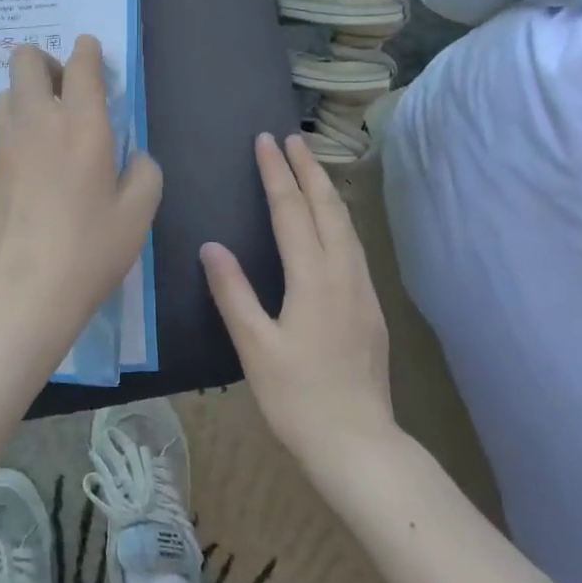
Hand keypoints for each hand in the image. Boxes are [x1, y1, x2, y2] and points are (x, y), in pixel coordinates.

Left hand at [0, 36, 162, 374]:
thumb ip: (144, 174)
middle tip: (66, 92)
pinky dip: (15, 127)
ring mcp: (3, 143)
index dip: (87, 51)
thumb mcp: (137, 216)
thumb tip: (135, 157)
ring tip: (48, 127)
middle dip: (46, 62)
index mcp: (81, 124)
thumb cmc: (87, 252)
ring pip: (7, 92)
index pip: (80, 64)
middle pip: (25, 59)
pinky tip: (32, 160)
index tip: (92, 56)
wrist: (18, 291)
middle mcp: (37, 121)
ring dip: (27, 94)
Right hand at [201, 132, 395, 472]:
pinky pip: (354, 245)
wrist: (357, 443)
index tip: (265, 141)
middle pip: (329, 208)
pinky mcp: (370, 308)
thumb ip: (233, 293)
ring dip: (327, 190)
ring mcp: (363, 290)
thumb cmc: (297, 397)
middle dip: (309, 169)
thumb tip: (211, 247)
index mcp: (313, 279)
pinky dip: (338, 218)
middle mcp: (344, 274)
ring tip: (311, 167)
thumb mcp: (254, 346)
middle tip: (291, 139)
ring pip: (347, 225)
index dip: (277, 174)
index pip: (292, 211)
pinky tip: (331, 223)